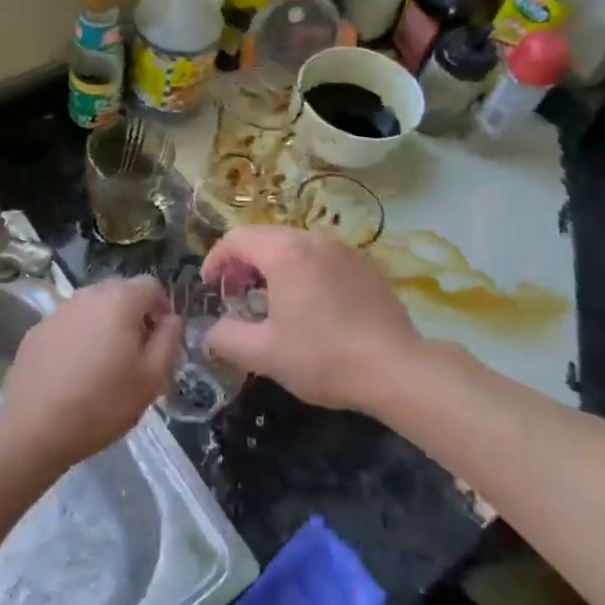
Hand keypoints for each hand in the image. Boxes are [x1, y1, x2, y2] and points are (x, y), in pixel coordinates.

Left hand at [1, 276, 178, 465]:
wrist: (34, 427)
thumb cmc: (102, 403)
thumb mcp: (152, 378)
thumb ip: (169, 339)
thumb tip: (171, 318)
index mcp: (120, 301)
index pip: (152, 286)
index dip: (163, 308)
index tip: (161, 339)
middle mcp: (88, 295)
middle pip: (121, 292)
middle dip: (134, 314)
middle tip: (136, 352)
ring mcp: (58, 310)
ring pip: (93, 307)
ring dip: (106, 324)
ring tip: (105, 362)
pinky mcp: (37, 329)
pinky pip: (70, 323)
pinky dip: (80, 336)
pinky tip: (75, 370)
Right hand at [202, 225, 419, 411]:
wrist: (395, 367)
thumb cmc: (323, 357)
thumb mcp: (263, 355)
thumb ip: (226, 338)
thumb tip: (211, 332)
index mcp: (285, 253)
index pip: (238, 238)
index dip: (216, 258)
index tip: (210, 285)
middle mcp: (314, 241)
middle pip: (266, 236)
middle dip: (243, 261)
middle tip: (236, 293)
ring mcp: (344, 251)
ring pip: (296, 245)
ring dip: (273, 264)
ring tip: (270, 299)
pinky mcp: (366, 266)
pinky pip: (323, 257)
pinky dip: (304, 270)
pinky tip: (310, 305)